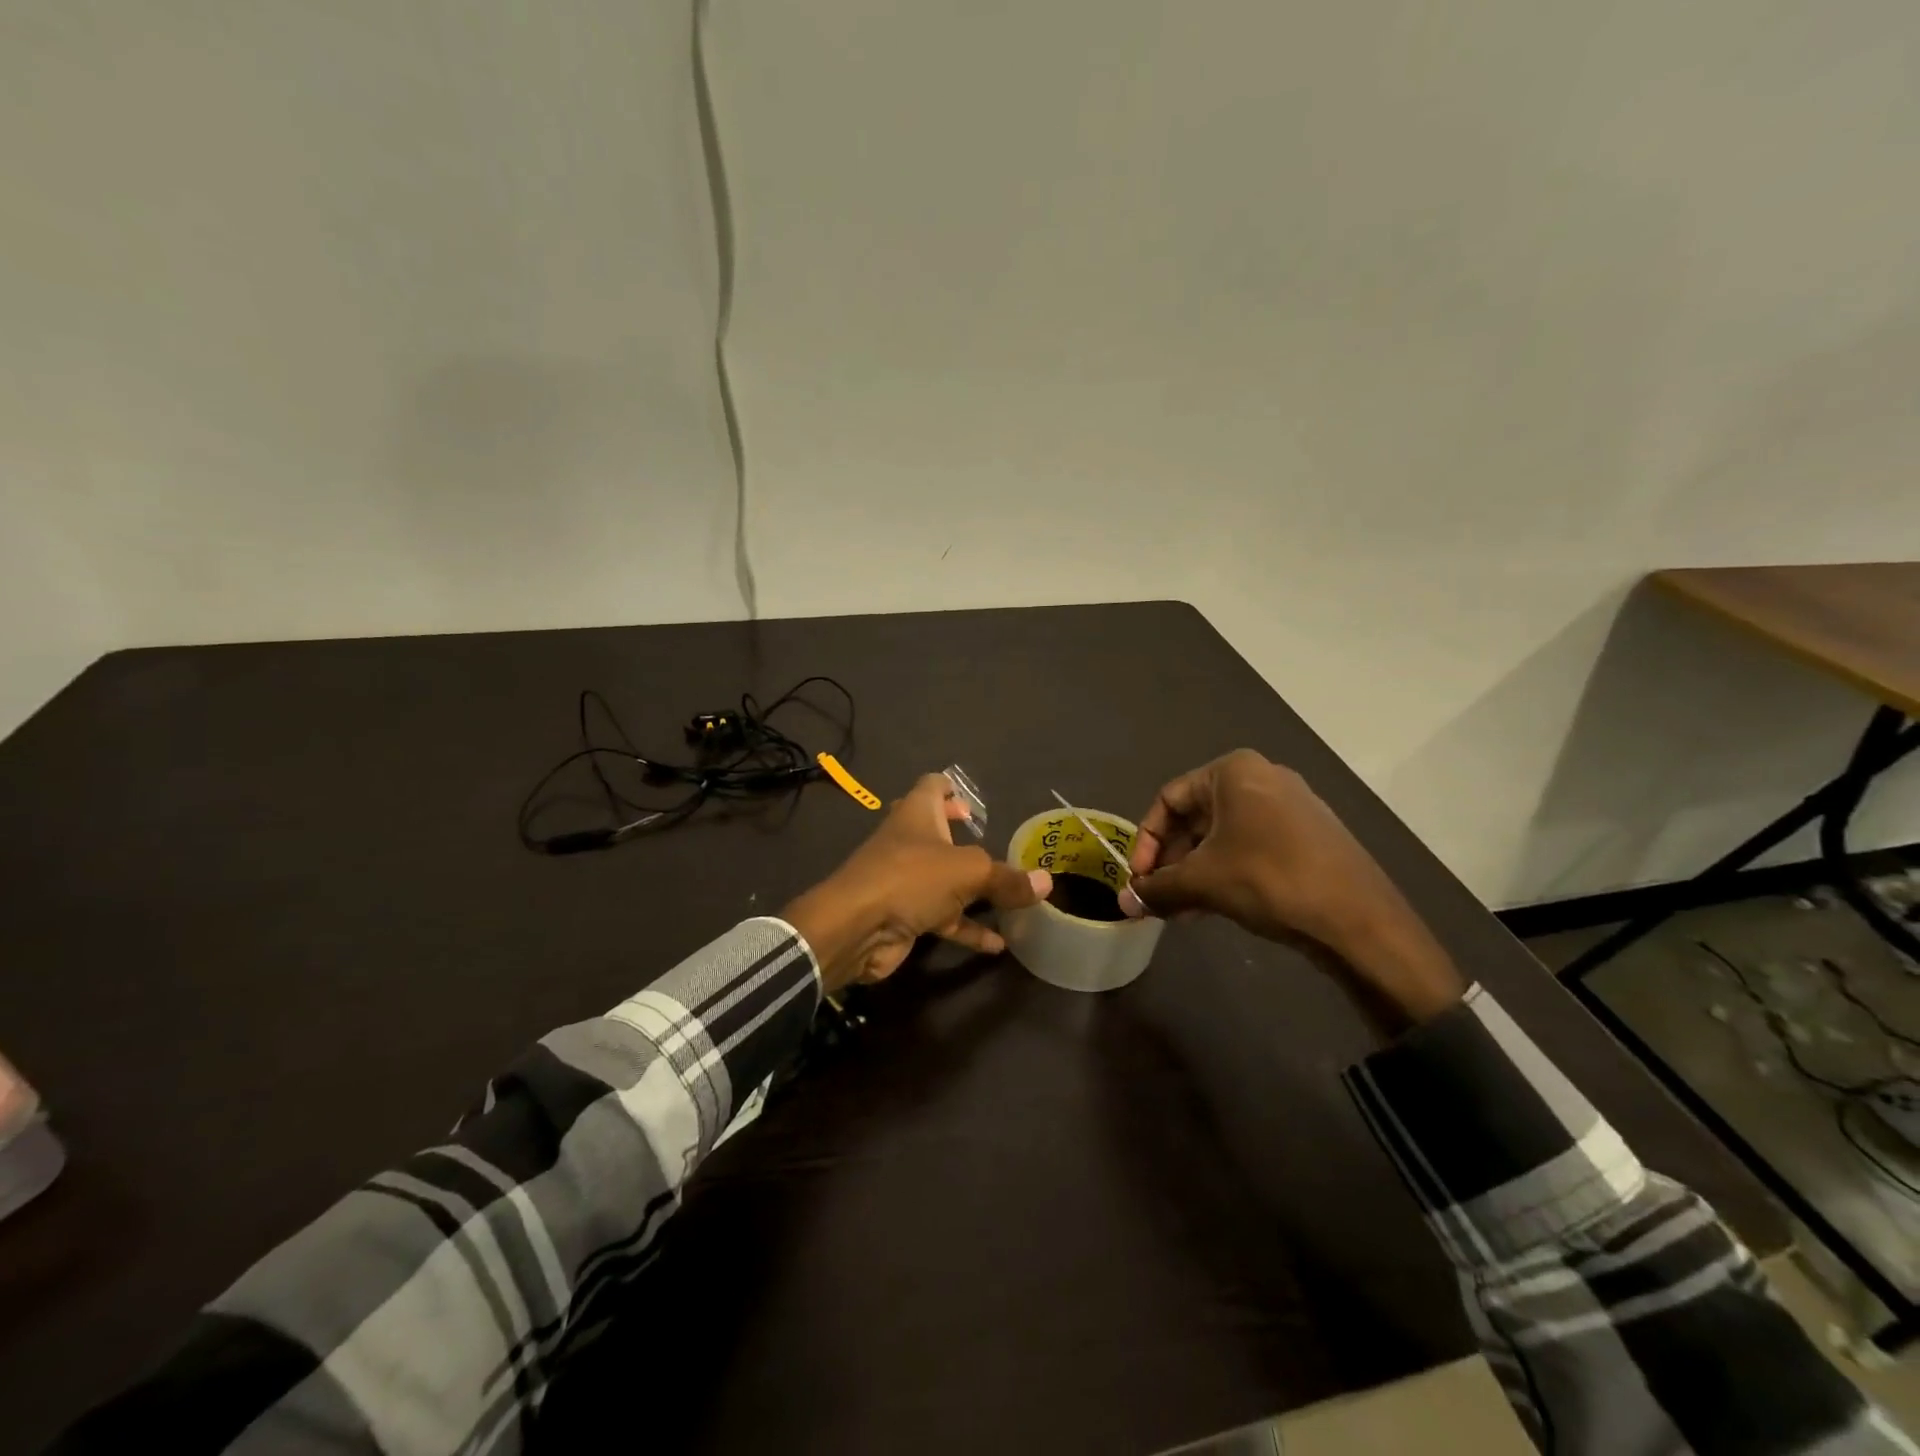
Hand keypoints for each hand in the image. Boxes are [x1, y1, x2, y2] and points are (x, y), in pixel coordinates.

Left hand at [784, 772, 1051, 994]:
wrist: (857, 928)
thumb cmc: (911, 878)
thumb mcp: (969, 872)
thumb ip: (1008, 878)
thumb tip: (1047, 882)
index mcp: (917, 814)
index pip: (932, 786)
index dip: (951, 787)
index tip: (973, 800)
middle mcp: (910, 841)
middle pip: (936, 830)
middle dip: (961, 835)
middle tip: (988, 839)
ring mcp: (905, 880)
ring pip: (944, 878)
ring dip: (973, 888)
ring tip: (1009, 895)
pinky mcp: (905, 915)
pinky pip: (944, 918)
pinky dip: (969, 928)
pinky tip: (998, 945)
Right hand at [1124, 749, 1462, 1027]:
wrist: (1360, 920)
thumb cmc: (1269, 880)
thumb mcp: (1202, 882)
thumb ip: (1156, 888)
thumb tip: (1123, 904)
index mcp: (1234, 771)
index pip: (1169, 799)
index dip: (1146, 841)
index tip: (1139, 879)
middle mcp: (1263, 777)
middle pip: (1196, 818)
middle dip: (1171, 860)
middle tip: (1157, 897)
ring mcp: (1291, 806)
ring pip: (1223, 836)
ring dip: (1195, 872)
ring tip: (1181, 910)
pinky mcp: (1309, 836)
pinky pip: (1252, 846)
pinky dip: (1226, 872)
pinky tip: (1214, 907)